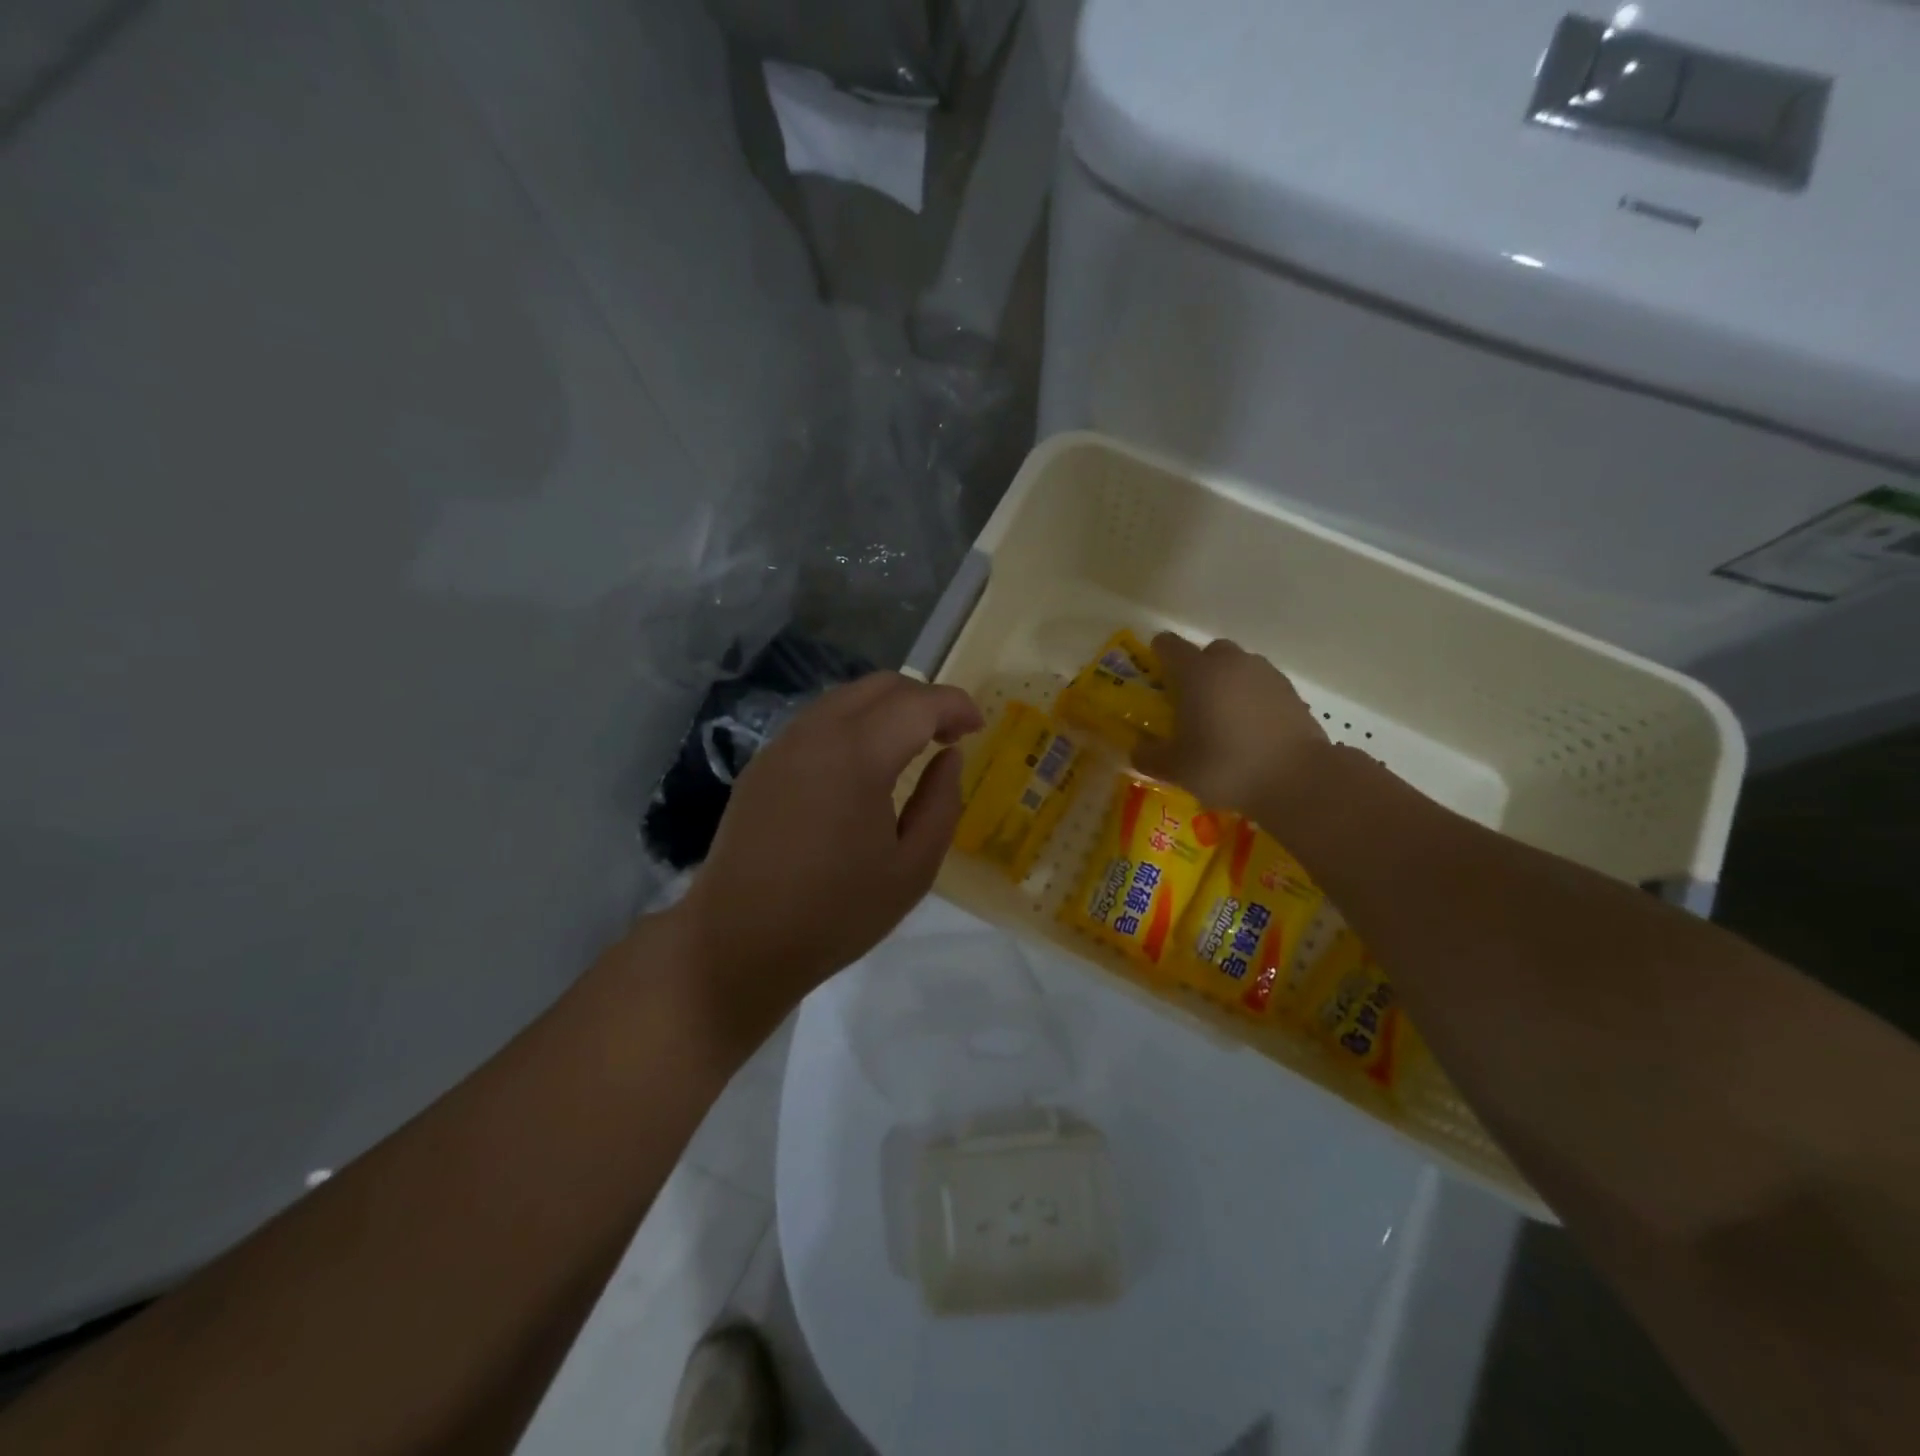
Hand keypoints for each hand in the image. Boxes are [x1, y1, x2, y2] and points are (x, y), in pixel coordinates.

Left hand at [670, 673, 983, 1043]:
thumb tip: (949, 756)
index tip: (977, 728)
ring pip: (845, 697)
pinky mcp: (762, 764)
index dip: (955, 705)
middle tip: (948, 735)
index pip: (918, 702)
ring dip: (886, 708)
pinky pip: (817, 722)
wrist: (737, 943)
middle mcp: (816, 733)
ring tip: (910, 747)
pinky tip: (862, 766)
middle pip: (880, 685)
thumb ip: (941, 803)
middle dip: (923, 699)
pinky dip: (853, 724)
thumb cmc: (836, 914)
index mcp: (857, 755)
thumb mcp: (912, 869)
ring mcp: (782, 745)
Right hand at [1131, 633, 1329, 816]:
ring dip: (1227, 683)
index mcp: (1197, 673)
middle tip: (1190, 702)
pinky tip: (1251, 729)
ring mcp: (1266, 674)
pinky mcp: (1291, 692)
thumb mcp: (1176, 769)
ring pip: (1238, 667)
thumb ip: (1149, 756)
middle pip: (1208, 652)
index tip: (1155, 677)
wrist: (1298, 779)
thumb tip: (1137, 749)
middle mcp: (1231, 663)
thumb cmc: (1226, 766)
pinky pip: (1262, 686)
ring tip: (1223, 719)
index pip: (1169, 645)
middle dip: (1197, 670)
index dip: (1158, 656)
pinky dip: (1252, 699)